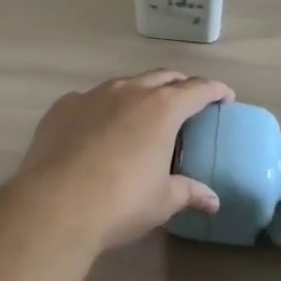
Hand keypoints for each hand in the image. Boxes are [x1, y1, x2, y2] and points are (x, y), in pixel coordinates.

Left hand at [6, 71, 233, 248]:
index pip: (197, 89)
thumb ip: (189, 192)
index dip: (215, 90)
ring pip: (124, 84)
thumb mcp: (162, 201)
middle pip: (162, 77)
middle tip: (188, 102)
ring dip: (140, 93)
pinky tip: (99, 129)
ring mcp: (92, 95)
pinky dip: (103, 109)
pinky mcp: (63, 106)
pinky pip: (91, 100)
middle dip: (179, 85)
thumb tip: (212, 201)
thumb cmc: (120, 202)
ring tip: (143, 114)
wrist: (55, 203)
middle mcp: (128, 91)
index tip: (225, 96)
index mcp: (161, 108)